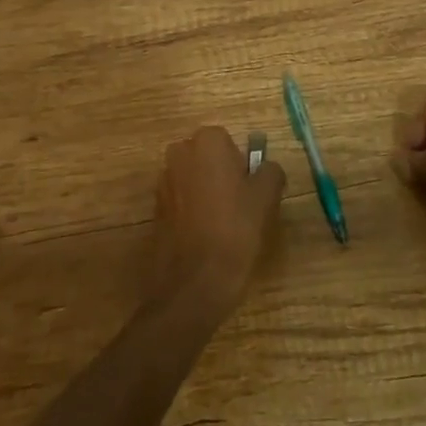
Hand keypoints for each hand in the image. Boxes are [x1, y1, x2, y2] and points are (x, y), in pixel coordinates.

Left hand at [149, 126, 286, 316]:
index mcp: (208, 141)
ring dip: (207, 193)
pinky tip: (205, 237)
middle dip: (222, 176)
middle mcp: (180, 152)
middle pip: (209, 158)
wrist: (193, 285)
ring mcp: (164, 181)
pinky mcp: (155, 208)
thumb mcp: (266, 198)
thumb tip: (266, 167)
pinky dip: (192, 212)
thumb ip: (270, 172)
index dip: (243, 167)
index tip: (251, 192)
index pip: (231, 143)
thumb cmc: (234, 232)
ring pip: (194, 179)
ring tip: (224, 226)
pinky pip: (181, 201)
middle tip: (240, 208)